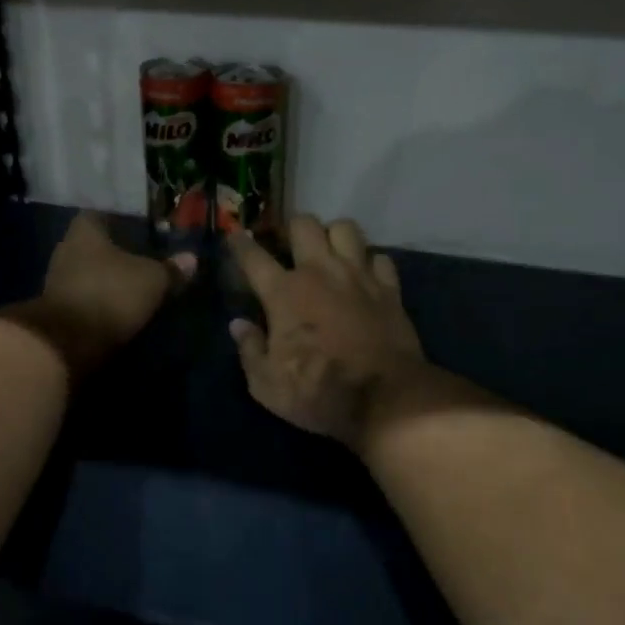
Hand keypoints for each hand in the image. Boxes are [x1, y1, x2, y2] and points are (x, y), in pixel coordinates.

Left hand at [26, 212, 195, 374]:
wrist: (66, 343)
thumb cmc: (110, 294)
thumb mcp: (152, 280)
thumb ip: (171, 269)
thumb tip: (192, 259)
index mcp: (85, 231)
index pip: (102, 214)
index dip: (124, 221)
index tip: (144, 230)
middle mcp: (66, 249)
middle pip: (95, 245)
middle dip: (117, 253)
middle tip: (145, 259)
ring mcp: (57, 281)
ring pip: (89, 272)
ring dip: (109, 280)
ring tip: (135, 287)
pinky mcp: (57, 310)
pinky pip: (85, 297)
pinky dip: (101, 302)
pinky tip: (119, 309)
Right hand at [228, 215, 426, 448]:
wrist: (385, 400)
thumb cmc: (318, 393)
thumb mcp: (267, 385)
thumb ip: (250, 350)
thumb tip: (238, 324)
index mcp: (284, 293)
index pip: (253, 256)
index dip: (239, 243)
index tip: (234, 235)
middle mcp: (320, 272)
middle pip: (304, 224)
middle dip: (292, 229)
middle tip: (289, 245)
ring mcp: (358, 275)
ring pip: (345, 228)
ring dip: (333, 236)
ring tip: (329, 252)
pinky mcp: (389, 288)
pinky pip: (380, 257)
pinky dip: (370, 263)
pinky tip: (365, 276)